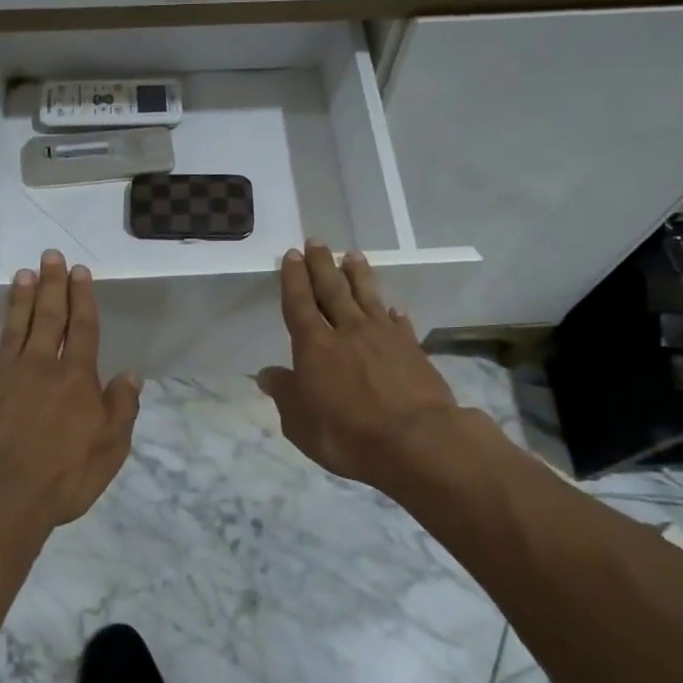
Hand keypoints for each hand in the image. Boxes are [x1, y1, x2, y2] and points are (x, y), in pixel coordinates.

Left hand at [0, 250, 142, 529]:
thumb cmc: (62, 476)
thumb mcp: (110, 449)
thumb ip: (121, 408)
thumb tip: (130, 375)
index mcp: (76, 378)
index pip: (82, 328)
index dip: (82, 298)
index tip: (79, 271)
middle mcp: (39, 367)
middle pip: (47, 317)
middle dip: (51, 285)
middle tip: (50, 256)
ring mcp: (3, 378)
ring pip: (13, 329)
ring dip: (19, 301)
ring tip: (22, 274)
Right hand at [257, 241, 485, 494]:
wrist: (416, 441)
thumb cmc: (346, 434)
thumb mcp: (299, 422)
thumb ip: (284, 394)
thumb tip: (267, 374)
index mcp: (315, 346)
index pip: (299, 303)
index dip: (294, 279)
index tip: (292, 255)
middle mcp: (348, 331)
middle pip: (332, 290)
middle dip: (322, 265)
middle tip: (317, 241)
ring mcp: (384, 337)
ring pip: (367, 297)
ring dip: (358, 275)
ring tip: (353, 255)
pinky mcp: (412, 349)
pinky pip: (399, 323)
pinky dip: (393, 314)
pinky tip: (393, 308)